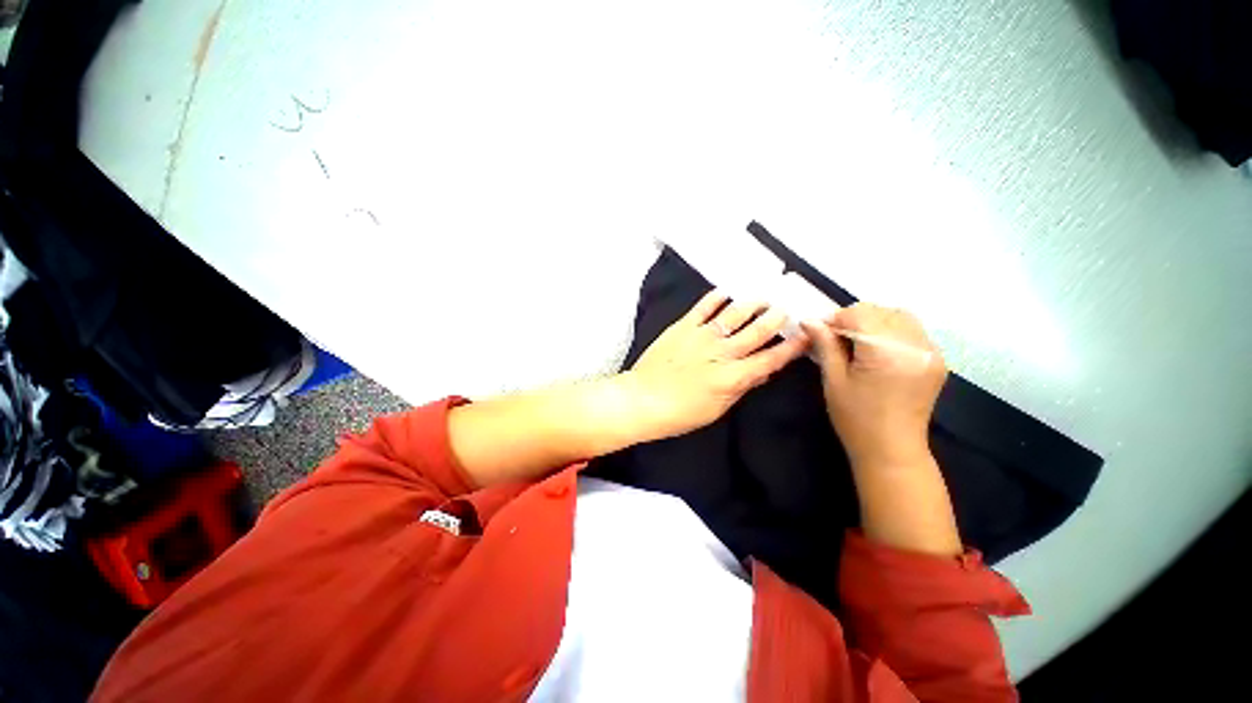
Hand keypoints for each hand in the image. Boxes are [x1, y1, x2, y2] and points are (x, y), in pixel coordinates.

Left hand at [624, 290, 807, 440]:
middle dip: (775, 319)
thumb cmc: (681, 413)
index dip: (791, 347)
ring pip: (734, 314)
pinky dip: (715, 297)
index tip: (806, 335)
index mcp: (733, 376)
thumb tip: (763, 371)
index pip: (770, 359)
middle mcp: (722, 352)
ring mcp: (702, 336)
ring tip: (763, 297)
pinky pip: (703, 308)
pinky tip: (726, 291)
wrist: (643, 399)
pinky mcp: (683, 327)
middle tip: (786, 309)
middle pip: (757, 331)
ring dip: (752, 304)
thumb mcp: (717, 409)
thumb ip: (741, 387)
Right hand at [801, 303, 945, 469]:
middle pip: (880, 312)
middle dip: (854, 319)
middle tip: (837, 340)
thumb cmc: (855, 418)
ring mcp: (931, 352)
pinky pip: (913, 331)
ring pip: (899, 316)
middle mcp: (915, 346)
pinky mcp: (937, 360)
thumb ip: (825, 344)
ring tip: (859, 344)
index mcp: (886, 353)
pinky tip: (879, 351)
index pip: (860, 314)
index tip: (821, 333)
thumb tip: (808, 320)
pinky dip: (892, 332)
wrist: (892, 450)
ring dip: (875, 322)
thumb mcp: (833, 380)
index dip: (836, 319)